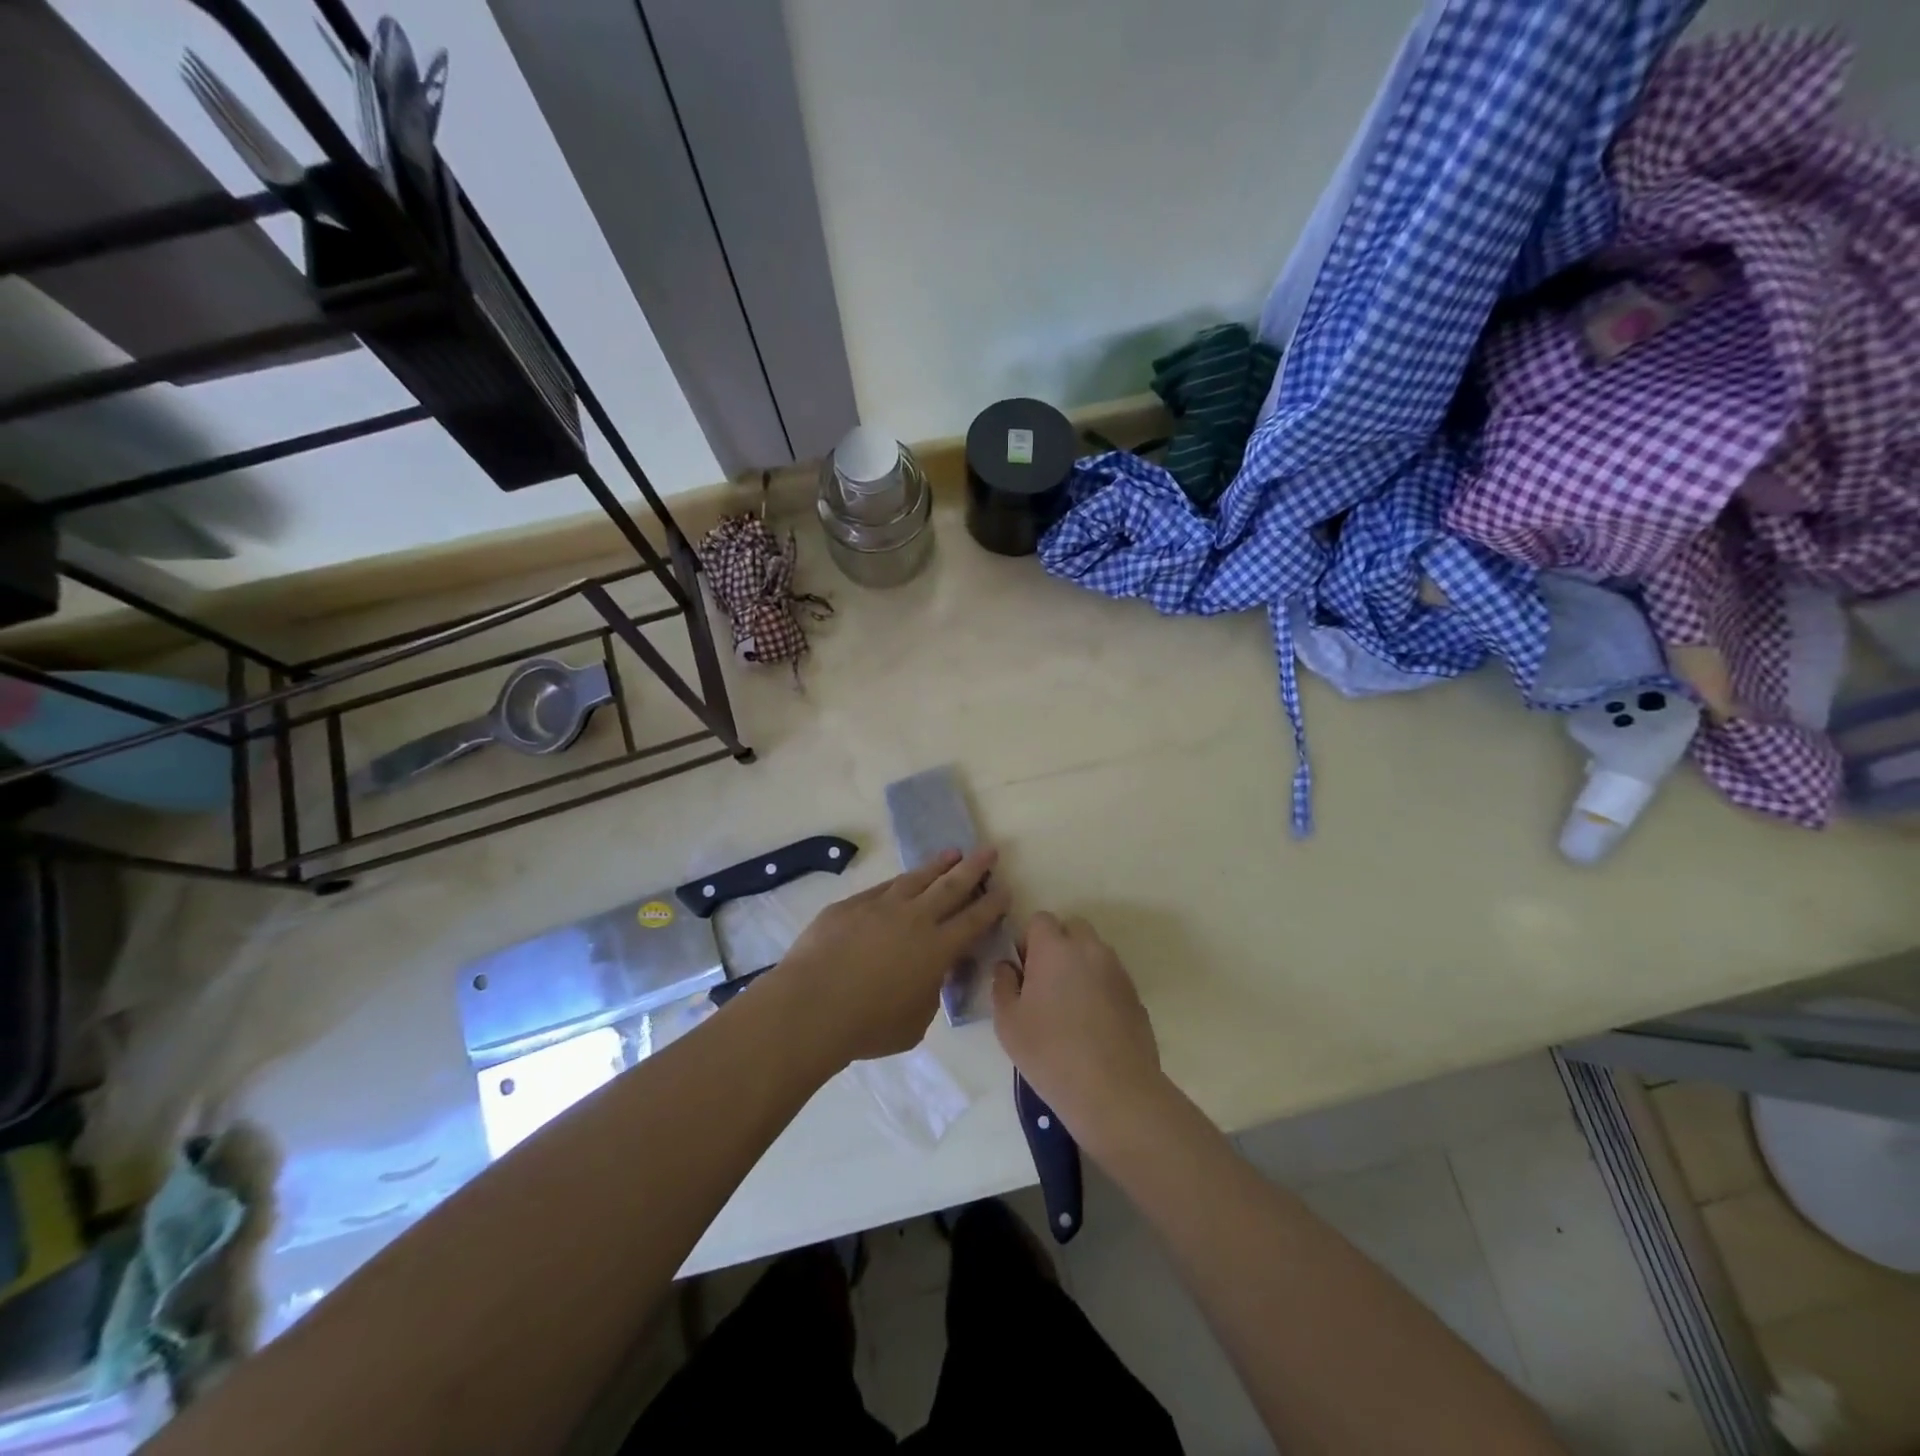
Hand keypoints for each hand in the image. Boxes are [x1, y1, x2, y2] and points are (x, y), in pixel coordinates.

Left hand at [770, 848, 1010, 1066]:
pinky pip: (883, 888)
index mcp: (938, 949)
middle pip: (952, 886)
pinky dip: (900, 882)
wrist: (812, 1006)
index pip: (974, 919)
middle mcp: (915, 919)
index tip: (1004, 889)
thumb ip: (929, 993)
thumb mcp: (916, 1021)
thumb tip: (929, 975)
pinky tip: (904, 880)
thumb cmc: (869, 1025)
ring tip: (952, 853)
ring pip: (917, 878)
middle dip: (974, 867)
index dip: (992, 904)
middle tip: (989, 850)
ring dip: (938, 865)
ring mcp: (881, 906)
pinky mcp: (851, 905)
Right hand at [992, 912, 1168, 1150]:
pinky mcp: (1135, 995)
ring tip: (1070, 1007)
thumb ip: (1003, 985)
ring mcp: (1117, 971)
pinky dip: (1100, 988)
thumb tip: (1008, 967)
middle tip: (1045, 984)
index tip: (1024, 971)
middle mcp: (1089, 949)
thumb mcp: (1008, 1023)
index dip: (1029, 941)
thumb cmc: (1050, 1053)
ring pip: (1094, 953)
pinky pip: (1111, 978)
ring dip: (1080, 966)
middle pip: (1072, 929)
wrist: (1114, 1091)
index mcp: (1055, 948)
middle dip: (1058, 946)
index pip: (1040, 920)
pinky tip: (1092, 1025)